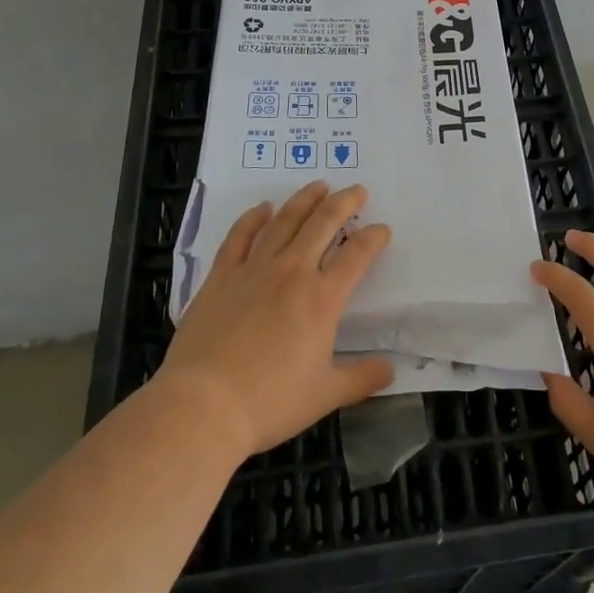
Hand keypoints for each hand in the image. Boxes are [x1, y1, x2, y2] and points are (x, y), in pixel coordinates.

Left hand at [152, 181, 393, 459]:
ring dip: (304, 200)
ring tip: (319, 186)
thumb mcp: (325, 395)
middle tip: (357, 190)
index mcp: (322, 298)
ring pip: (284, 222)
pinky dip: (253, 218)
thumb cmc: (269, 402)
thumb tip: (390, 370)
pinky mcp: (221, 276)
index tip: (382, 229)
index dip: (373, 238)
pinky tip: (262, 208)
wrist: (203, 406)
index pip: (357, 255)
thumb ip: (361, 378)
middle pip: (323, 224)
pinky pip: (240, 236)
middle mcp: (292, 272)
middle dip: (344, 203)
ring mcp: (254, 270)